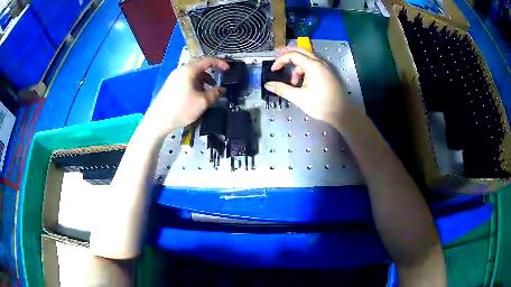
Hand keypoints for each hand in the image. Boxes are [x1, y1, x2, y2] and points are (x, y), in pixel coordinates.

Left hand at [142, 58, 228, 136]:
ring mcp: (173, 78)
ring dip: (202, 83)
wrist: (158, 121)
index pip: (207, 61)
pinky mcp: (169, 86)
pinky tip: (194, 98)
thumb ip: (214, 94)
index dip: (220, 63)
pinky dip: (193, 86)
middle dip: (210, 76)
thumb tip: (221, 90)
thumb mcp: (202, 102)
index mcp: (189, 70)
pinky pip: (185, 81)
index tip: (228, 70)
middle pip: (199, 68)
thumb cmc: (181, 109)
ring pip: (192, 76)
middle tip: (216, 87)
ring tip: (205, 95)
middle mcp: (180, 70)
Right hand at [264, 48, 361, 131]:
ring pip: (307, 58)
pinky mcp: (328, 73)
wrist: (342, 113)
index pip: (292, 55)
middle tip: (278, 63)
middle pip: (300, 51)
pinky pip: (313, 65)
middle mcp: (319, 62)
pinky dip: (305, 69)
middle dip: (287, 55)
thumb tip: (267, 85)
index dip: (280, 60)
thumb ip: (282, 89)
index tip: (273, 70)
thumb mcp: (299, 98)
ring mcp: (325, 67)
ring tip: (293, 82)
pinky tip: (303, 83)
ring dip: (297, 66)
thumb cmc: (321, 105)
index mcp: (312, 66)